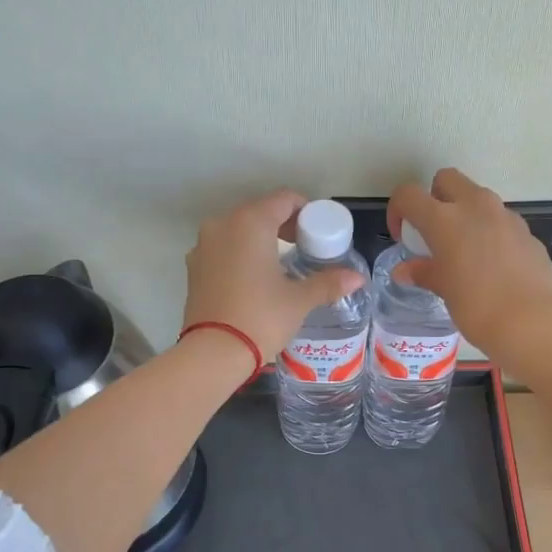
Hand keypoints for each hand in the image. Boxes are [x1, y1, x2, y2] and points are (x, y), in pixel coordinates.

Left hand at [183, 190, 365, 359]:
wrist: (213, 352)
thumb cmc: (261, 318)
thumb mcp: (299, 300)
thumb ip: (328, 283)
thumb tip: (357, 278)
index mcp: (251, 223)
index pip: (284, 199)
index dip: (306, 212)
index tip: (318, 232)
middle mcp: (222, 224)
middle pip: (259, 211)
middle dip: (283, 225)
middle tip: (304, 247)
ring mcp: (203, 245)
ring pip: (238, 230)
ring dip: (260, 239)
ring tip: (279, 264)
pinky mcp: (193, 267)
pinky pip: (222, 249)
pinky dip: (240, 254)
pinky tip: (253, 279)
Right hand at [387, 168, 551, 357]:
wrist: (533, 322)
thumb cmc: (477, 307)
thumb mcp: (444, 290)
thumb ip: (424, 272)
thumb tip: (405, 270)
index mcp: (445, 219)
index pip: (409, 195)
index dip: (398, 211)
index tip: (403, 237)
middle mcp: (476, 206)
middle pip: (448, 180)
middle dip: (435, 198)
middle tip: (433, 233)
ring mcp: (506, 217)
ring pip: (478, 199)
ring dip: (465, 215)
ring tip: (464, 252)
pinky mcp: (527, 233)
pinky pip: (501, 222)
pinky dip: (490, 233)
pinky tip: (492, 267)